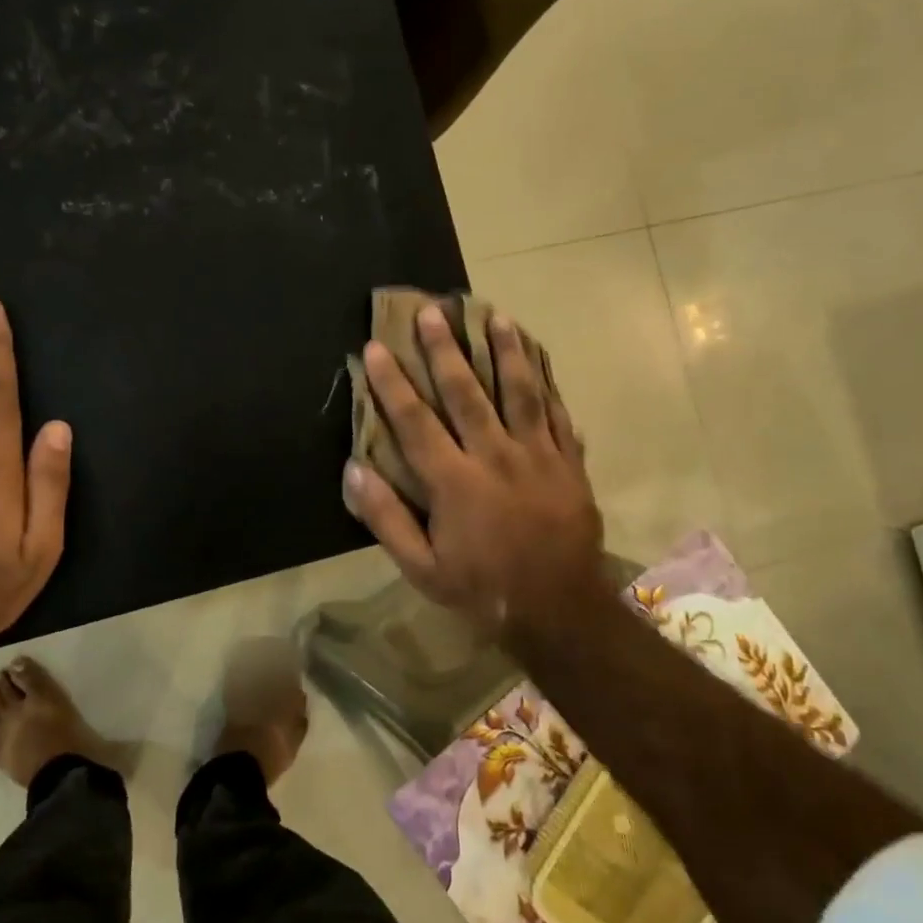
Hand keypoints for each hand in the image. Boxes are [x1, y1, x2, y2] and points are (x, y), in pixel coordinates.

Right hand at [342, 302, 608, 638]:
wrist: (559, 610)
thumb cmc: (482, 589)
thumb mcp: (422, 568)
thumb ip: (386, 518)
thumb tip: (353, 469)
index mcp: (455, 482)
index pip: (416, 421)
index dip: (393, 383)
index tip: (377, 347)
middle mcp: (496, 457)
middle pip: (467, 393)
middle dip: (446, 350)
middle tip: (432, 311)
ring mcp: (539, 457)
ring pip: (521, 393)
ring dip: (506, 352)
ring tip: (495, 316)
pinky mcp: (569, 464)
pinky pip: (558, 415)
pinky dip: (548, 385)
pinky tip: (540, 360)